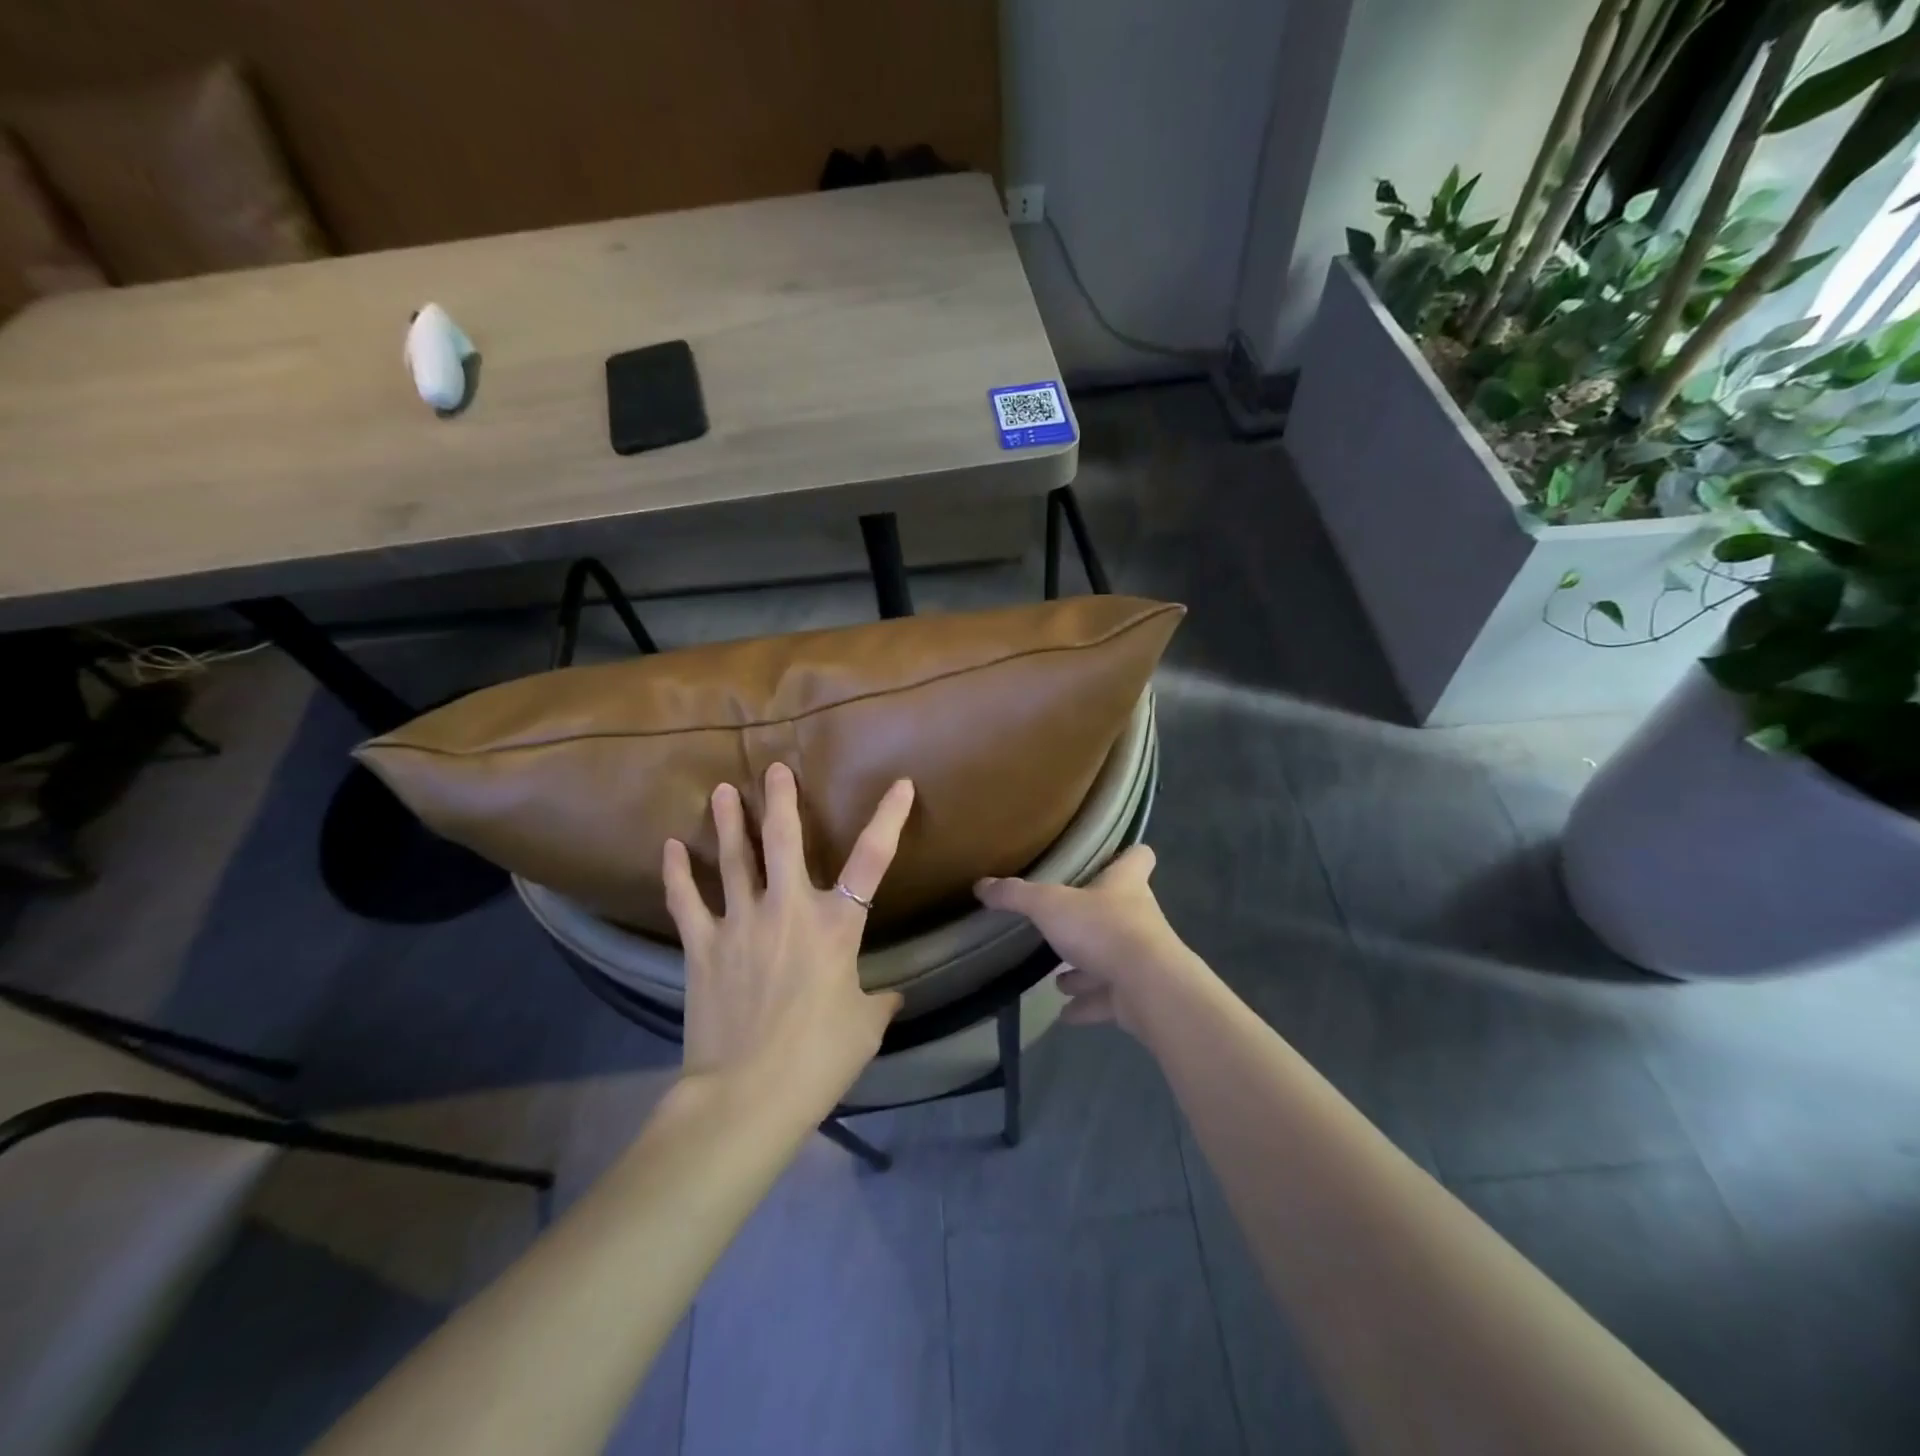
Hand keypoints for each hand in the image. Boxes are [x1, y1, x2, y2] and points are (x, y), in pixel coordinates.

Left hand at [664, 763, 913, 1104]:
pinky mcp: (703, 946)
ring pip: (733, 859)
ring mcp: (740, 923)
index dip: (889, 818)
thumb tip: (891, 996)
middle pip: (784, 840)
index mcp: (836, 926)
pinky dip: (677, 873)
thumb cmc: (818, 1060)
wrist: (746, 1096)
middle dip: (781, 800)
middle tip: (775, 770)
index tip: (901, 785)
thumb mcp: (864, 1028)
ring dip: (727, 822)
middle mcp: (788, 910)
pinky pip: (686, 901)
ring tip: (721, 791)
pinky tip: (670, 848)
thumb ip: (879, 1001)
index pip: (872, 860)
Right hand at [975, 845, 1208, 1036]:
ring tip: (1058, 979)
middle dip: (1092, 919)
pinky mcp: (1139, 995)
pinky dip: (1088, 1006)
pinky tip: (1065, 1014)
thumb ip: (1016, 895)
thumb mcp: (1049, 905)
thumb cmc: (1102, 929)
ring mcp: (1141, 958)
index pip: (1138, 857)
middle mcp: (1139, 917)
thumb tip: (981, 885)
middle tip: (1064, 924)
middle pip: (1122, 909)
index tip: (1110, 857)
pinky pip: (1109, 1000)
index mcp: (1125, 885)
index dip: (1126, 855)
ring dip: (1086, 969)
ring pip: (1112, 958)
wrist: (1148, 988)